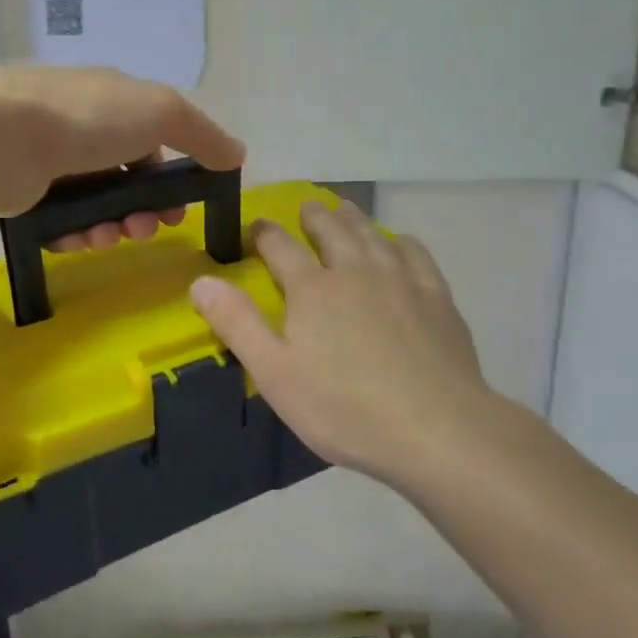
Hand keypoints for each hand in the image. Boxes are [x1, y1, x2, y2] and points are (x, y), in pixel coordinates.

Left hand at [0, 67, 244, 245]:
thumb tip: (237, 153)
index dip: (171, 179)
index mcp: (114, 101)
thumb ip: (202, 134)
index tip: (180, 210)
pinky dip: (75, 234)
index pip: (152, 142)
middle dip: (142, 210)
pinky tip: (78, 241)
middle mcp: (81, 126)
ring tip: (108, 239)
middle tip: (143, 232)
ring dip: (111, 227)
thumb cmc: (89, 117)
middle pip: (125, 179)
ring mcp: (49, 159)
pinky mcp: (22, 190)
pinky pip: (60, 221)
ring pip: (95, 204)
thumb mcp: (161, 112)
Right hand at [189, 202, 496, 485]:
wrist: (435, 428)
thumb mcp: (275, 373)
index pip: (280, 245)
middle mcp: (355, 270)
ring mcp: (400, 279)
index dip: (264, 233)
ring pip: (372, 234)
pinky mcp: (436, 296)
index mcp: (312, 288)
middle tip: (306, 209)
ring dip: (354, 218)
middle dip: (313, 216)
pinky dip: (400, 242)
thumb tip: (201, 281)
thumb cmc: (345, 407)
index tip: (257, 227)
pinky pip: (415, 253)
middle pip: (331, 229)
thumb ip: (237, 324)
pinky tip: (399, 245)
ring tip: (344, 210)